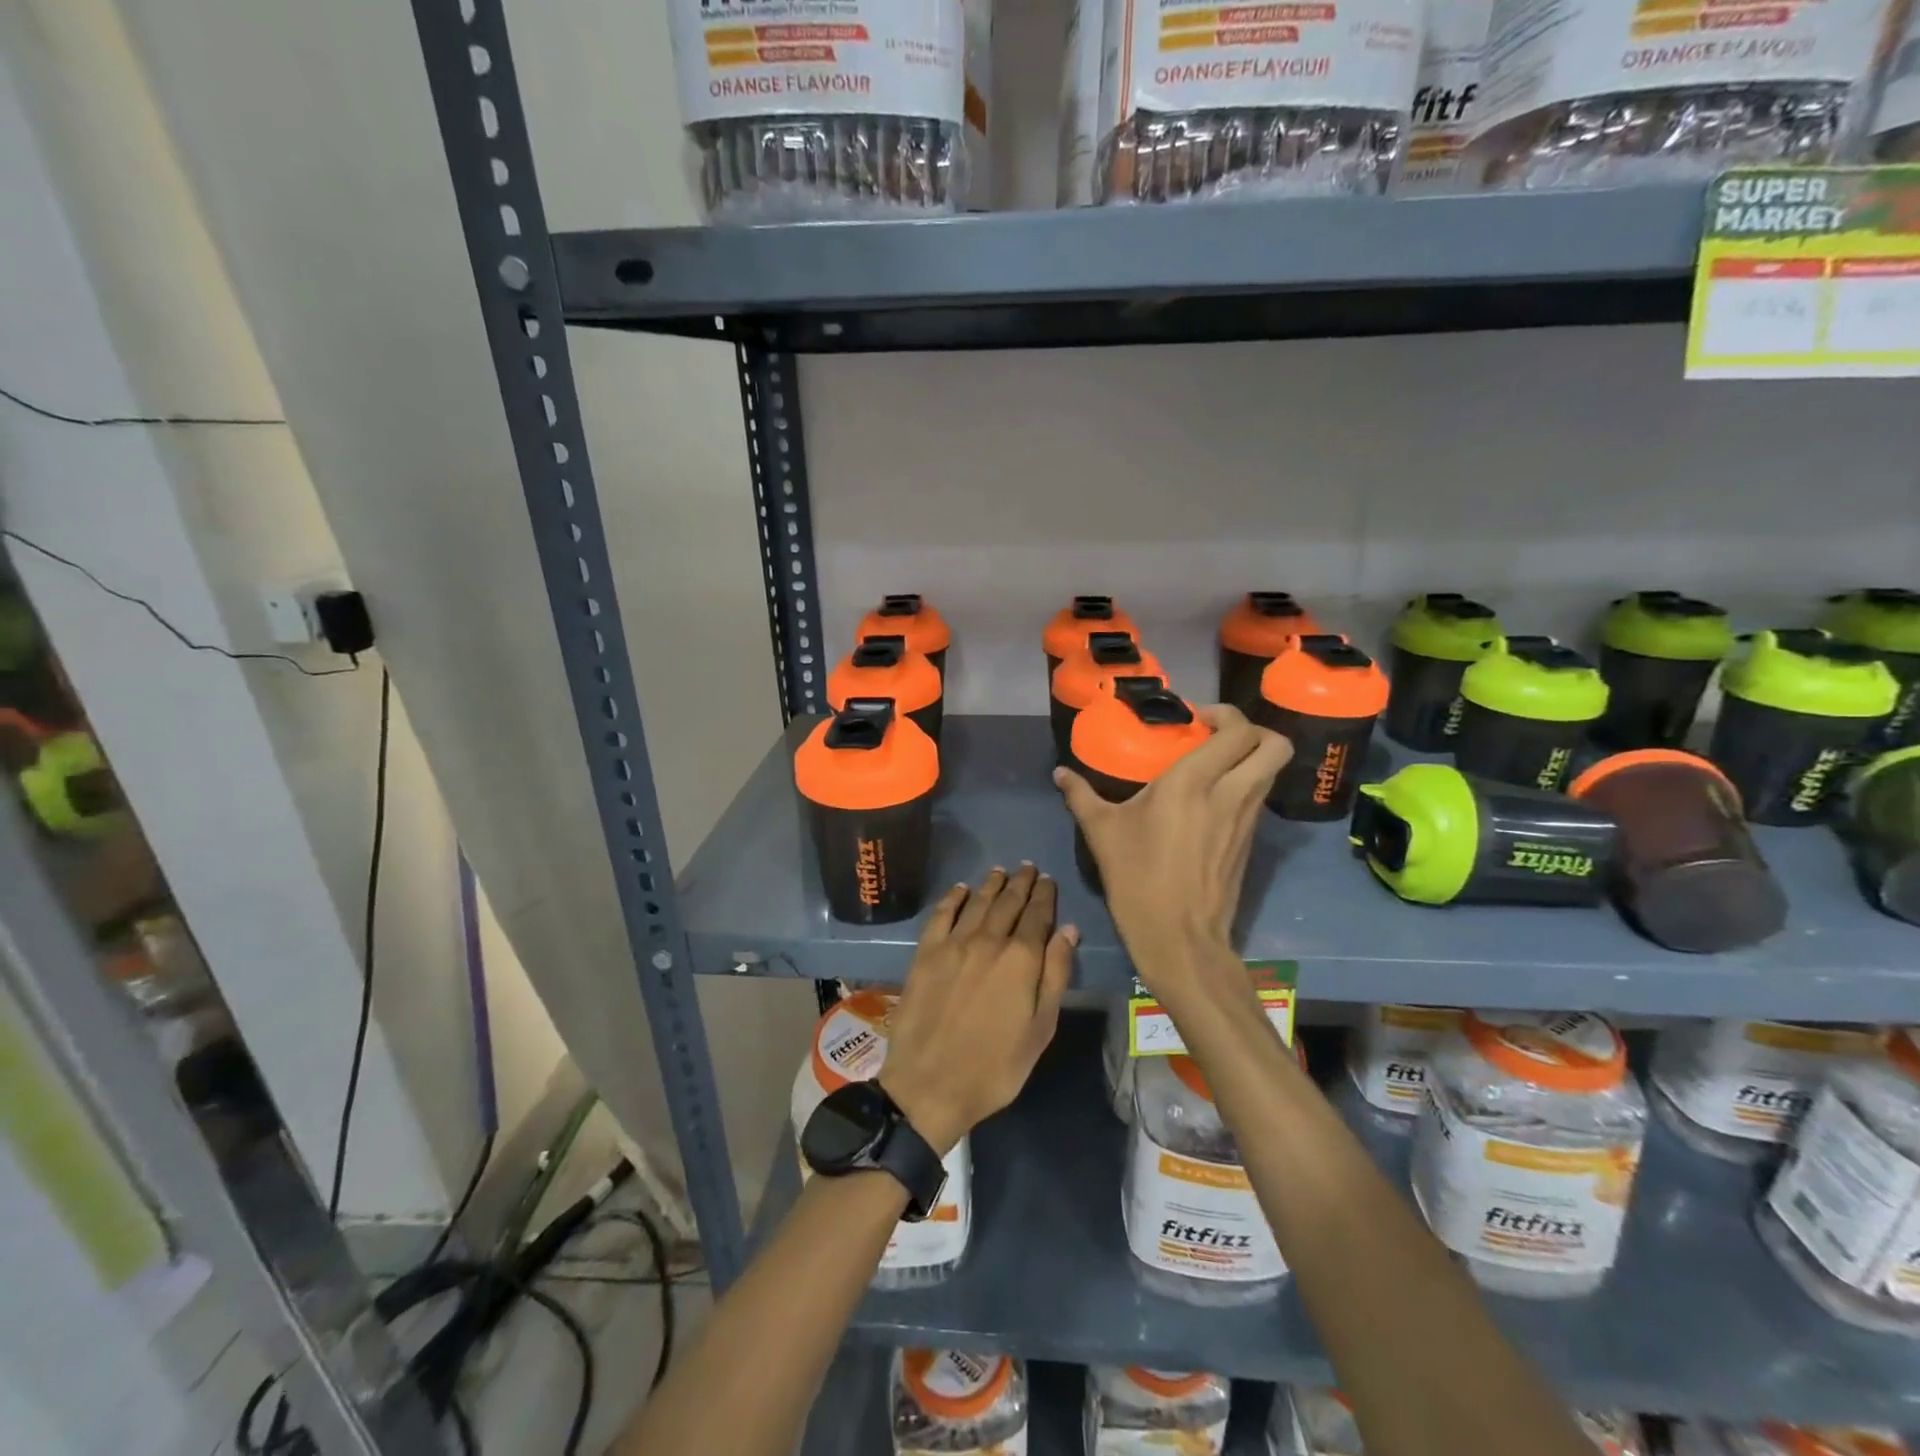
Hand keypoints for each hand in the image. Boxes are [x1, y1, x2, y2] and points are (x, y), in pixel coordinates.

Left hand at [878, 866, 1075, 1155]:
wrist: (929, 1084)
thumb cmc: (995, 1067)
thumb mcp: (1040, 1029)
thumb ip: (1055, 975)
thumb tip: (1068, 930)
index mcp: (1021, 959)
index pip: (1038, 915)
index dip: (1045, 895)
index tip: (1048, 880)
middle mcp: (988, 940)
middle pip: (1008, 902)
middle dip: (1021, 883)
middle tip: (1028, 868)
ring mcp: (953, 944)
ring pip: (977, 902)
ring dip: (991, 884)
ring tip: (1001, 872)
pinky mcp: (925, 952)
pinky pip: (942, 914)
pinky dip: (954, 897)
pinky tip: (961, 889)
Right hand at [1054, 705, 1288, 1001]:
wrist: (1179, 938)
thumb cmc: (1137, 879)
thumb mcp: (1102, 833)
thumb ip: (1081, 795)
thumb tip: (1060, 773)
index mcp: (1193, 783)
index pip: (1237, 730)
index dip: (1225, 714)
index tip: (1195, 720)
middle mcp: (1230, 793)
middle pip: (1274, 745)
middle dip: (1254, 730)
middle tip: (1218, 735)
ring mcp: (1247, 819)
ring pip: (1272, 771)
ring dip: (1251, 757)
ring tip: (1215, 764)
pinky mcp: (1251, 841)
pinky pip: (1260, 797)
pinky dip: (1247, 785)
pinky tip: (1212, 799)